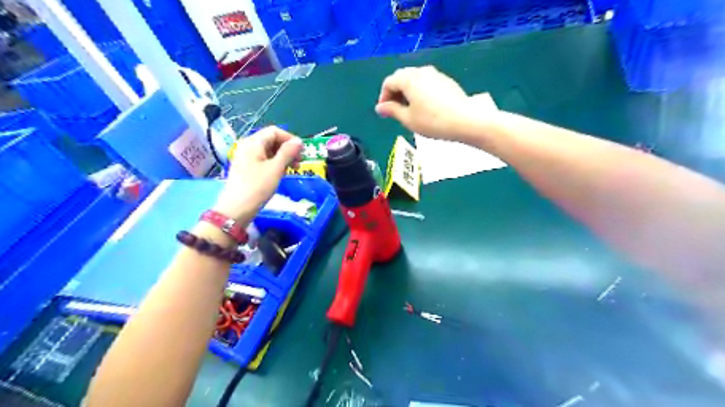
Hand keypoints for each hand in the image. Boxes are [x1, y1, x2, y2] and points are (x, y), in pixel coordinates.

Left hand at [217, 128, 303, 221]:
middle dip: (287, 149)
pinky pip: (263, 160)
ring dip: (283, 157)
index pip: (274, 131)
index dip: (290, 139)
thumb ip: (288, 152)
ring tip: (293, 169)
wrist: (237, 209)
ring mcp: (246, 158)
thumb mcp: (276, 168)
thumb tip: (299, 141)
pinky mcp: (246, 168)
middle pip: (271, 140)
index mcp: (253, 142)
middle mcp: (248, 146)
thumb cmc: (257, 187)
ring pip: (268, 151)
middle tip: (299, 162)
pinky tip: (281, 174)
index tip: (302, 152)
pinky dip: (275, 164)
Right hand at [376, 66, 489, 140]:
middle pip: (401, 78)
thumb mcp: (408, 119)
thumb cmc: (432, 121)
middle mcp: (421, 71)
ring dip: (407, 92)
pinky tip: (424, 107)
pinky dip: (419, 92)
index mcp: (409, 79)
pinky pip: (426, 83)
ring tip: (409, 110)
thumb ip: (392, 111)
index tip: (384, 112)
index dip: (383, 97)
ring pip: (415, 79)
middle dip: (395, 93)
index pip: (389, 82)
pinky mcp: (446, 81)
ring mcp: (436, 74)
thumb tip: (380, 107)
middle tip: (394, 111)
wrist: (465, 120)